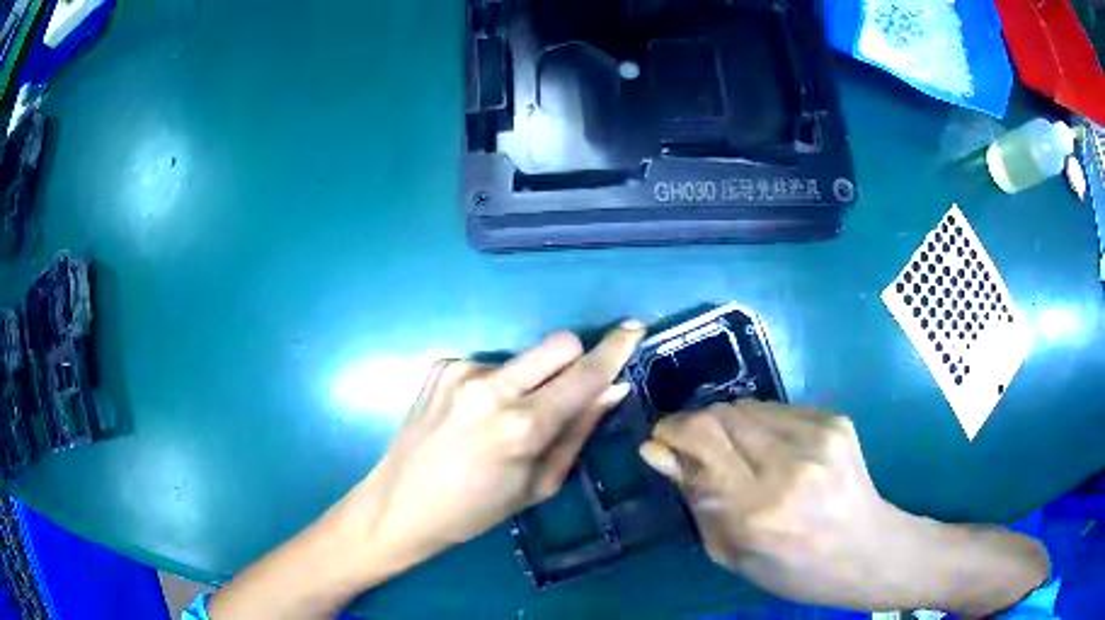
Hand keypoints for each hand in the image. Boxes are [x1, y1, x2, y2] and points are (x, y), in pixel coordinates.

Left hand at [342, 322, 644, 578]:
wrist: (400, 504)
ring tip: (508, 418)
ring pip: (524, 357)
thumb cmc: (476, 511)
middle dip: (575, 360)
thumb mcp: (538, 485)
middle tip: (569, 391)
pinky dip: (498, 385)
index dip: (614, 349)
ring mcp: (462, 371)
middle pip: (558, 344)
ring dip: (532, 379)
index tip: (634, 328)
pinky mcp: (442, 366)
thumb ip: (578, 432)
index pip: (583, 375)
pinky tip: (476, 415)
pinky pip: (491, 364)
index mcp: (522, 426)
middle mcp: (492, 388)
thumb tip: (612, 390)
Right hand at [639, 401, 1048, 613]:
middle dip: (694, 426)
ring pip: (747, 405)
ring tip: (739, 457)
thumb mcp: (732, 554)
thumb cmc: (794, 570)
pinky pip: (777, 409)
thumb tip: (657, 452)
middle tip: (694, 451)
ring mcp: (819, 436)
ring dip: (729, 426)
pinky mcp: (835, 421)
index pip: (701, 440)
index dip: (671, 431)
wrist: (868, 551)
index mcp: (759, 510)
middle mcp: (790, 464)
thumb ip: (696, 500)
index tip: (661, 441)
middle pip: (720, 414)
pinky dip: (761, 426)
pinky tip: (774, 453)